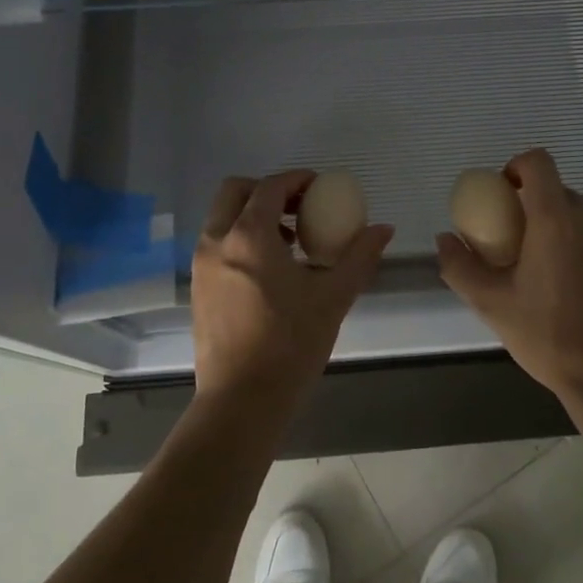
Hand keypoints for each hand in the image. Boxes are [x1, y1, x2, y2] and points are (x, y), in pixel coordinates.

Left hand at [191, 171, 393, 410]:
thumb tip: (384, 228)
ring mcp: (201, 265)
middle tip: (298, 207)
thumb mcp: (333, 297)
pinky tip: (270, 270)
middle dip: (266, 189)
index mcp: (248, 236)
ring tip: (289, 241)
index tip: (319, 186)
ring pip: (222, 218)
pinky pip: (217, 244)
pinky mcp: (198, 288)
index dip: (296, 179)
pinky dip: (240, 238)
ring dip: (252, 214)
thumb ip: (359, 256)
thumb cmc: (290, 345)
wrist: (241, 402)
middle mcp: (217, 241)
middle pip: (235, 191)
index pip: (270, 186)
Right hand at [435, 149, 582, 413]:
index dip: (518, 167)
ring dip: (580, 217)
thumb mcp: (492, 305)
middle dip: (543, 204)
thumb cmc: (549, 338)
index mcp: (553, 218)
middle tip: (531, 240)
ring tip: (570, 252)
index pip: (538, 162)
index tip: (507, 194)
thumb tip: (444, 238)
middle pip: (563, 189)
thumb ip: (461, 267)